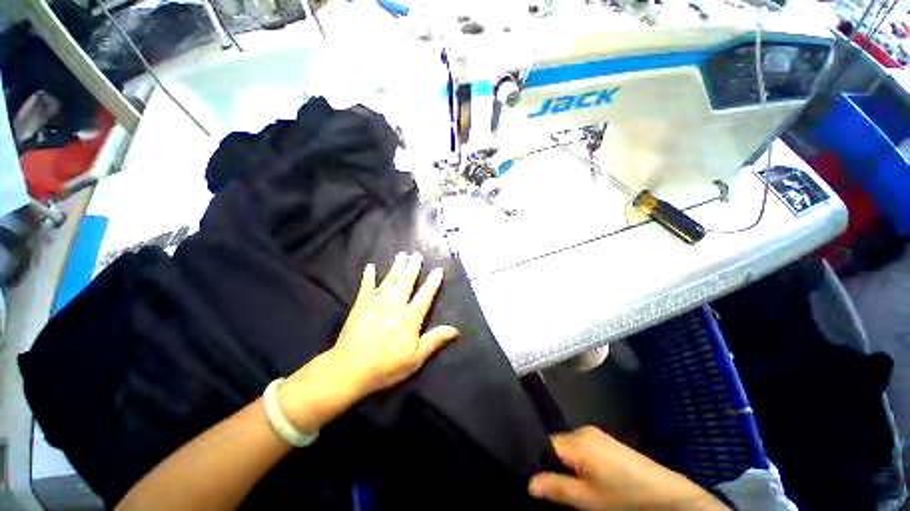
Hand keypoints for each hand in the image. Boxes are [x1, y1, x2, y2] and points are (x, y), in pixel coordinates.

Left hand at [277, 252, 459, 431]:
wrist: (349, 369)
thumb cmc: (386, 366)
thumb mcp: (416, 358)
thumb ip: (435, 340)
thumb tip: (456, 330)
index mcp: (409, 317)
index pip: (425, 296)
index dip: (432, 282)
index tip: (438, 270)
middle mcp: (394, 305)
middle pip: (406, 282)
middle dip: (413, 267)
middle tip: (417, 254)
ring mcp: (376, 303)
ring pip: (389, 280)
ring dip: (396, 267)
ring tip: (402, 255)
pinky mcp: (360, 305)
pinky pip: (366, 287)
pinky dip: (368, 277)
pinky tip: (371, 267)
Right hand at [528, 427, 728, 510]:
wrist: (667, 494)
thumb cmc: (624, 497)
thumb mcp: (588, 499)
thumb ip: (556, 488)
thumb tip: (529, 483)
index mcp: (578, 440)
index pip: (546, 444)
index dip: (541, 462)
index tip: (542, 482)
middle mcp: (584, 430)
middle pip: (558, 445)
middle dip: (556, 465)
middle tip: (562, 489)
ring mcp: (597, 434)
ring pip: (570, 447)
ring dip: (569, 465)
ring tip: (578, 486)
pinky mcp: (607, 441)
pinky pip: (583, 447)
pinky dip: (581, 462)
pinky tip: (591, 478)